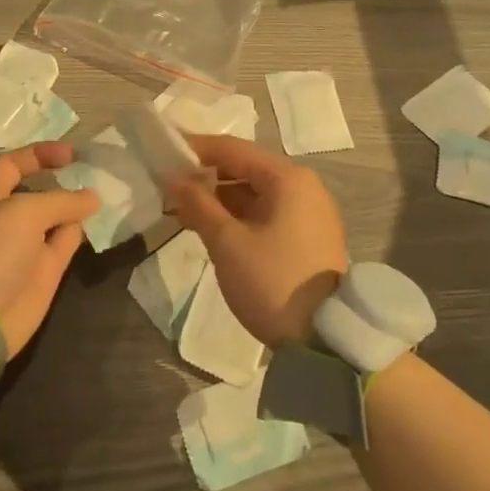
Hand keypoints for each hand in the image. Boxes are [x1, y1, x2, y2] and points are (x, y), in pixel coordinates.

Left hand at [0, 142, 98, 357]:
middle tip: (92, 172)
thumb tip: (92, 197)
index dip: (40, 155)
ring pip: (54, 217)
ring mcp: (24, 246)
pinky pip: (64, 243)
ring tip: (103, 191)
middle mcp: (4, 217)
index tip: (71, 154)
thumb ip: (61, 200)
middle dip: (61, 181)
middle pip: (36, 191)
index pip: (13, 164)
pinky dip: (79, 231)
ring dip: (75, 205)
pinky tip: (96, 220)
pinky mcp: (42, 272)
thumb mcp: (24, 212)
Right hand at [170, 135, 348, 345]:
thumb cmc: (272, 281)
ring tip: (184, 212)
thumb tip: (173, 177)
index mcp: (287, 178)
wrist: (325, 341)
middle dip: (206, 177)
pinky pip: (268, 213)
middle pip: (246, 168)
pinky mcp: (309, 236)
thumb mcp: (227, 242)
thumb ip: (197, 203)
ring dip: (221, 199)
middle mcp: (304, 186)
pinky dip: (240, 216)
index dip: (196, 149)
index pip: (233, 149)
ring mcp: (310, 212)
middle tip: (170, 188)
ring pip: (256, 193)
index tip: (164, 154)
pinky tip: (213, 229)